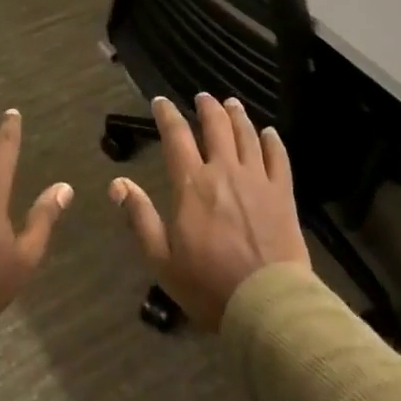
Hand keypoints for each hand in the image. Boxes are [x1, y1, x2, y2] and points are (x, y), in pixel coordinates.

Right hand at [109, 94, 310, 330]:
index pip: (176, 136)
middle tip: (202, 97)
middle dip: (207, 107)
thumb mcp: (162, 259)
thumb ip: (140, 217)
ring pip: (247, 134)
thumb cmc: (208, 285)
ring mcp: (257, 179)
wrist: (267, 304)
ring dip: (237, 115)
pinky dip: (273, 140)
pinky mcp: (283, 194)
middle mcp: (224, 170)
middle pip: (216, 126)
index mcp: (192, 184)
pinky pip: (279, 157)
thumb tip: (117, 182)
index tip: (160, 101)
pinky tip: (269, 133)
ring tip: (232, 104)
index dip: (167, 114)